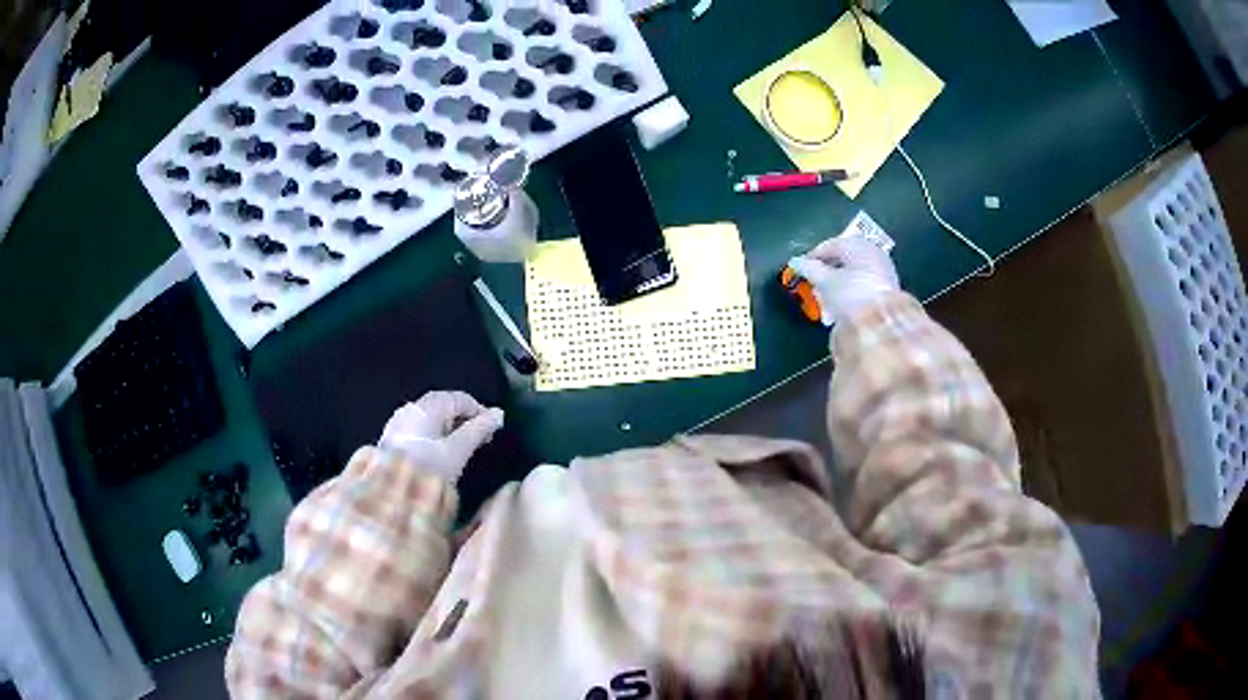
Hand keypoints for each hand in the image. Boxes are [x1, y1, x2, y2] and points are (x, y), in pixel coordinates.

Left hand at [379, 391, 504, 481]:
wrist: (390, 492)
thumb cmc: (427, 468)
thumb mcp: (458, 450)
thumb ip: (479, 431)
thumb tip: (499, 414)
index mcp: (427, 406)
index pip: (460, 398)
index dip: (480, 412)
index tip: (492, 432)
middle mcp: (411, 409)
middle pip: (444, 406)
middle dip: (465, 421)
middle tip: (480, 442)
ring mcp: (399, 423)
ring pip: (432, 419)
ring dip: (450, 430)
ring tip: (462, 450)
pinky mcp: (392, 440)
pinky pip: (420, 430)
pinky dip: (435, 437)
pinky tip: (439, 455)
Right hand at [787, 235, 899, 325]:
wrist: (882, 322)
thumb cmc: (851, 294)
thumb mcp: (826, 281)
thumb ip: (810, 269)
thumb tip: (796, 262)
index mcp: (858, 245)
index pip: (830, 245)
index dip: (813, 256)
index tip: (801, 268)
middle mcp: (872, 252)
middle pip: (844, 258)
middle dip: (827, 271)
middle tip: (813, 282)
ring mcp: (882, 269)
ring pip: (854, 272)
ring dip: (838, 283)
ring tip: (825, 297)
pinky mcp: (887, 288)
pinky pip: (863, 284)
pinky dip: (850, 290)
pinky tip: (841, 304)